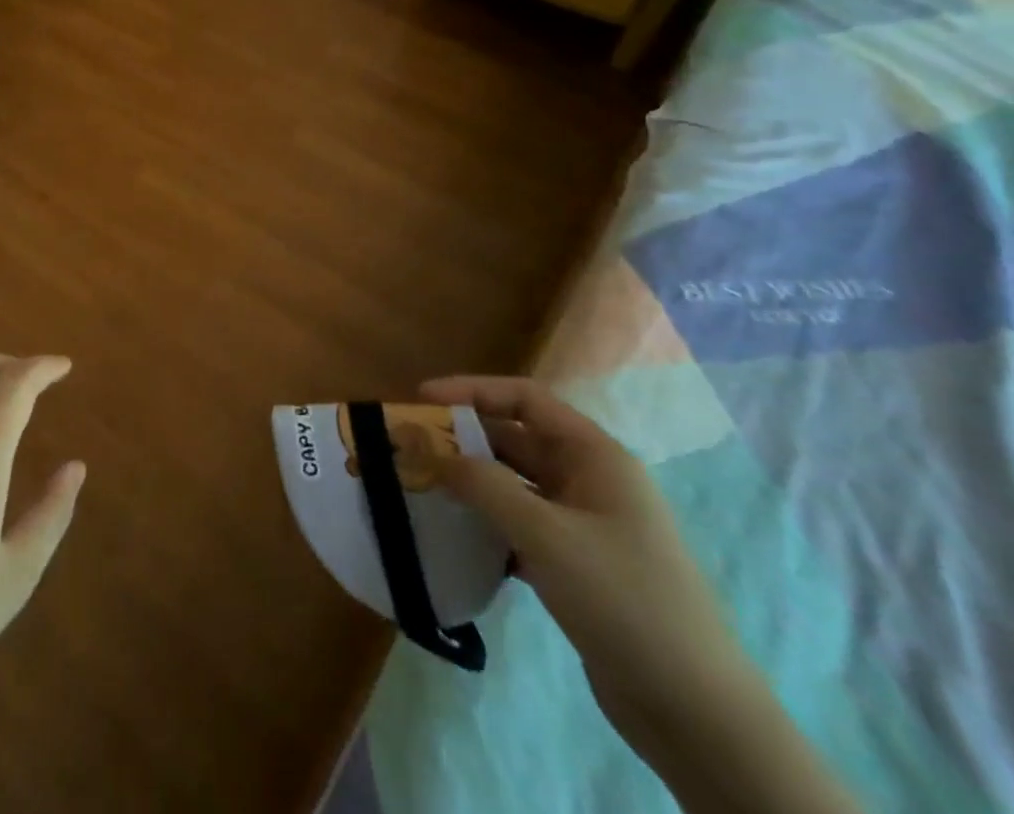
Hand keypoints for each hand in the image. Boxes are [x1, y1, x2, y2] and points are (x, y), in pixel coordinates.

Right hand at [417, 377, 739, 733]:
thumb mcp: (545, 534)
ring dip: (469, 482)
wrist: (697, 715)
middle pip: (515, 440)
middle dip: (462, 439)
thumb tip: (427, 448)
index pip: (525, 399)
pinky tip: (453, 536)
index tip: (421, 400)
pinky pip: (518, 525)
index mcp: (596, 457)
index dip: (471, 391)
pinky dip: (485, 523)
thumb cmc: (624, 600)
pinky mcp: (576, 565)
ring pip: (513, 484)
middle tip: (409, 447)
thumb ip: (481, 483)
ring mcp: (584, 525)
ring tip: (420, 486)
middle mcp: (590, 481)